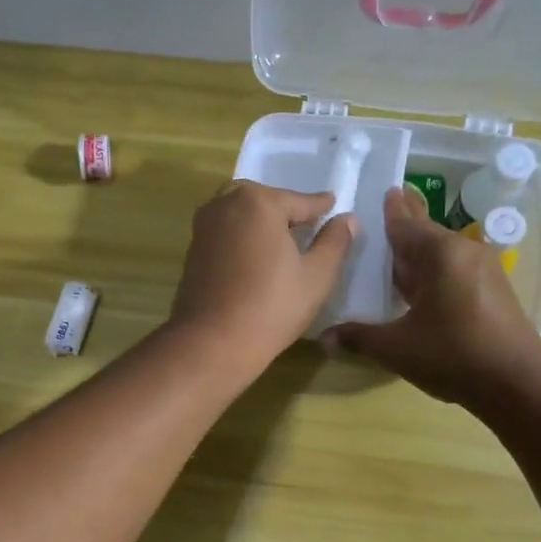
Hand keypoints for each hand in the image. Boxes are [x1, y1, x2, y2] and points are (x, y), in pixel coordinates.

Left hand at [168, 181, 356, 371]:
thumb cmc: (272, 307)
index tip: (332, 204)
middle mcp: (226, 204)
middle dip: (284, 209)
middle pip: (264, 200)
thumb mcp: (317, 276)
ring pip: (239, 212)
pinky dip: (241, 235)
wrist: (213, 341)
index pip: (299, 201)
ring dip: (260, 220)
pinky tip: (254, 254)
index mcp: (259, 202)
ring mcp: (204, 226)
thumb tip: (347, 218)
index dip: (320, 206)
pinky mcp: (193, 249)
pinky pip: (224, 231)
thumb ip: (334, 242)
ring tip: (280, 238)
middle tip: (305, 223)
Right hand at [325, 186, 540, 408]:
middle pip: (426, 233)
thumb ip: (359, 337)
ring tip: (393, 252)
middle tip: (387, 207)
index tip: (384, 189)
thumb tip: (324, 337)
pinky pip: (454, 270)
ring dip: (417, 253)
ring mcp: (483, 270)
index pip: (405, 224)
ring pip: (441, 253)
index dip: (390, 210)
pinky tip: (418, 285)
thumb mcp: (396, 348)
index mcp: (440, 254)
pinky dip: (433, 271)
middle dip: (405, 224)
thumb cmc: (453, 355)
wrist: (517, 384)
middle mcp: (464, 252)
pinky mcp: (493, 290)